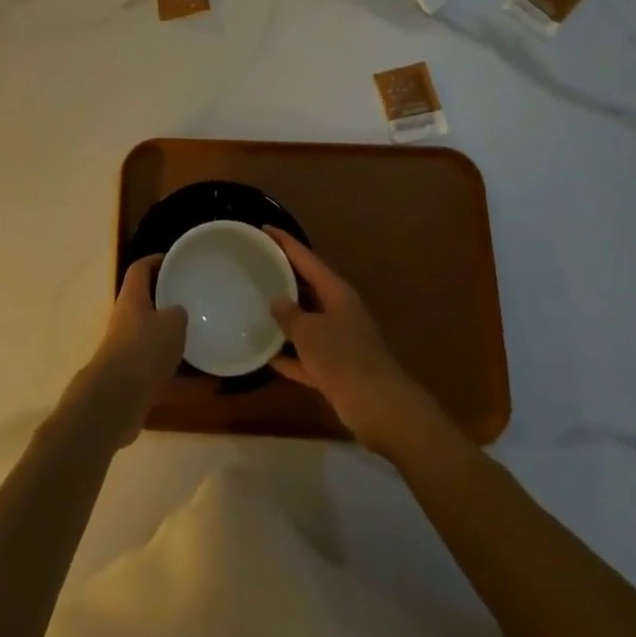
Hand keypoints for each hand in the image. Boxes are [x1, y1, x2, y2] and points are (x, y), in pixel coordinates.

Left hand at [72, 255, 186, 448]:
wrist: (116, 399)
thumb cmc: (144, 348)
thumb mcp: (172, 322)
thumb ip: (178, 313)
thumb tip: (178, 313)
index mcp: (132, 298)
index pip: (140, 269)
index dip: (155, 261)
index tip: (175, 260)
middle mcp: (126, 322)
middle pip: (146, 305)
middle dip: (168, 304)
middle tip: (193, 302)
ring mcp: (127, 353)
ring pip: (154, 342)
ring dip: (175, 345)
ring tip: (204, 344)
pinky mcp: (133, 382)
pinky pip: (162, 375)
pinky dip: (182, 381)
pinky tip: (208, 386)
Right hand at [265, 226, 428, 452]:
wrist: (380, 408)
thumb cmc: (343, 358)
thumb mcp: (309, 331)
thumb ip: (289, 314)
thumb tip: (276, 301)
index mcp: (336, 291)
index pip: (306, 258)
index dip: (285, 242)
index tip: (264, 229)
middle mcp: (339, 310)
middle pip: (307, 287)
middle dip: (283, 277)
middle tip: (255, 265)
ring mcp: (339, 340)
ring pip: (307, 322)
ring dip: (285, 318)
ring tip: (255, 306)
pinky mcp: (336, 368)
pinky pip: (307, 355)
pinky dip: (290, 355)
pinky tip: (266, 355)